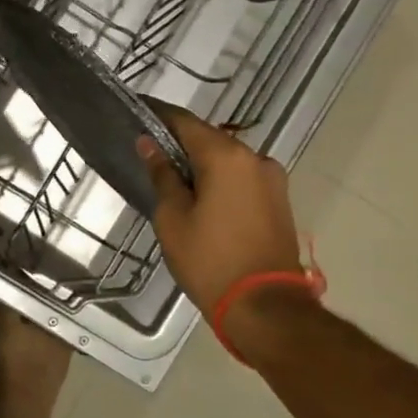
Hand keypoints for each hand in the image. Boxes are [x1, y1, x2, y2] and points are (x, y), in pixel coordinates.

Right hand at [137, 106, 306, 320]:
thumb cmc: (209, 259)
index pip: (185, 122)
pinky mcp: (279, 201)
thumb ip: (162, 175)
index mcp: (226, 157)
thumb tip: (148, 144)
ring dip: (202, 164)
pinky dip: (220, 179)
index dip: (159, 115)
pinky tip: (201, 197)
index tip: (137, 111)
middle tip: (149, 152)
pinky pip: (242, 178)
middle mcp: (255, 159)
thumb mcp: (172, 217)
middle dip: (180, 142)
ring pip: (228, 160)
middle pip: (209, 139)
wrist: (264, 306)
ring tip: (173, 179)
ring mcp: (272, 180)